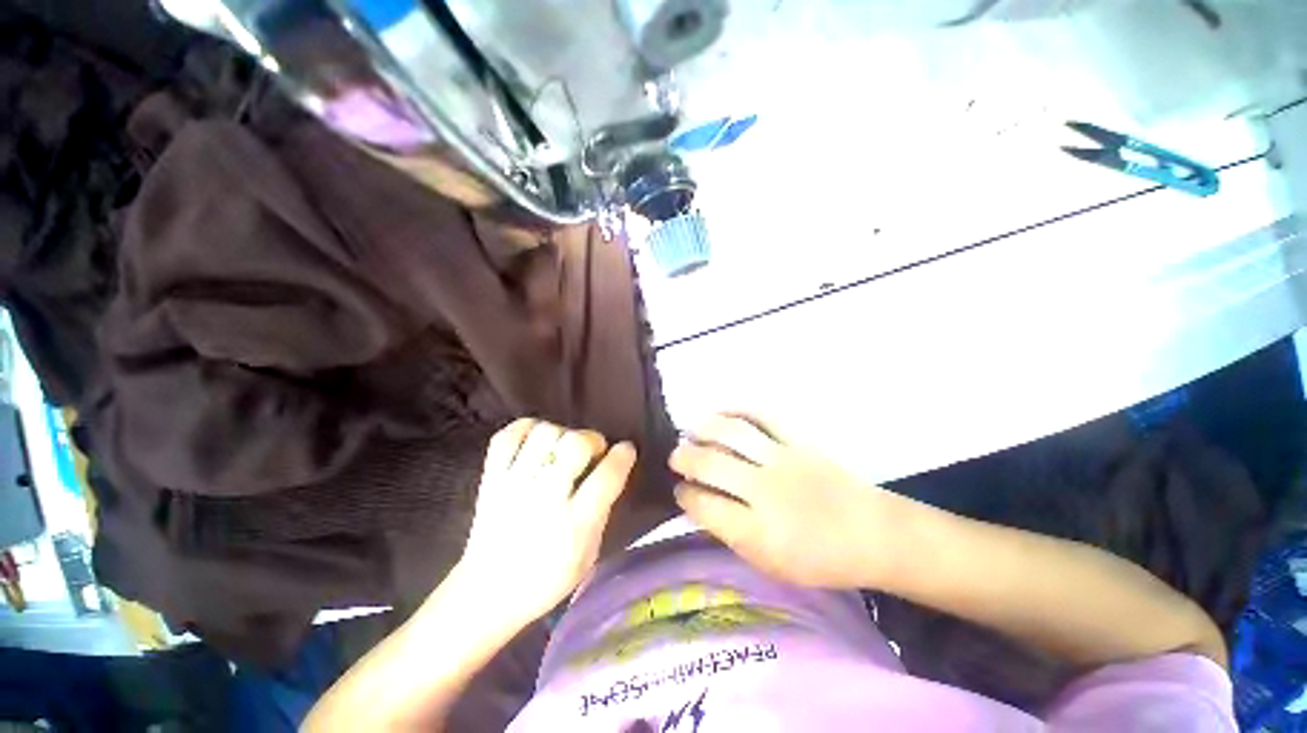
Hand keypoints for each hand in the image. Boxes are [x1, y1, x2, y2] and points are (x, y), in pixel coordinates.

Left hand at [459, 418, 636, 624]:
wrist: (487, 593)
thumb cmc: (546, 580)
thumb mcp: (589, 556)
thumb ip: (602, 511)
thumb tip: (611, 472)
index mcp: (574, 525)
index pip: (607, 476)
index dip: (623, 455)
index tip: (626, 450)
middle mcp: (544, 499)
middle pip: (575, 445)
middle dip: (593, 439)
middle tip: (593, 451)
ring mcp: (514, 485)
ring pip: (544, 434)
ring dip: (562, 434)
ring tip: (563, 448)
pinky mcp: (491, 478)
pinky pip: (508, 436)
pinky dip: (526, 429)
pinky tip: (537, 440)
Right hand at [670, 413, 893, 588]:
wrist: (872, 534)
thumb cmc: (819, 559)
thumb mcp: (769, 563)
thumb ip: (731, 533)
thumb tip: (700, 503)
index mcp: (758, 531)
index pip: (704, 505)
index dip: (683, 495)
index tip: (679, 491)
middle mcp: (766, 491)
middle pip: (711, 463)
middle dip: (684, 457)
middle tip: (677, 457)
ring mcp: (783, 460)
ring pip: (732, 433)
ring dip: (704, 429)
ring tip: (691, 431)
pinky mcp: (799, 440)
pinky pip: (763, 416)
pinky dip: (737, 411)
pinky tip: (722, 415)